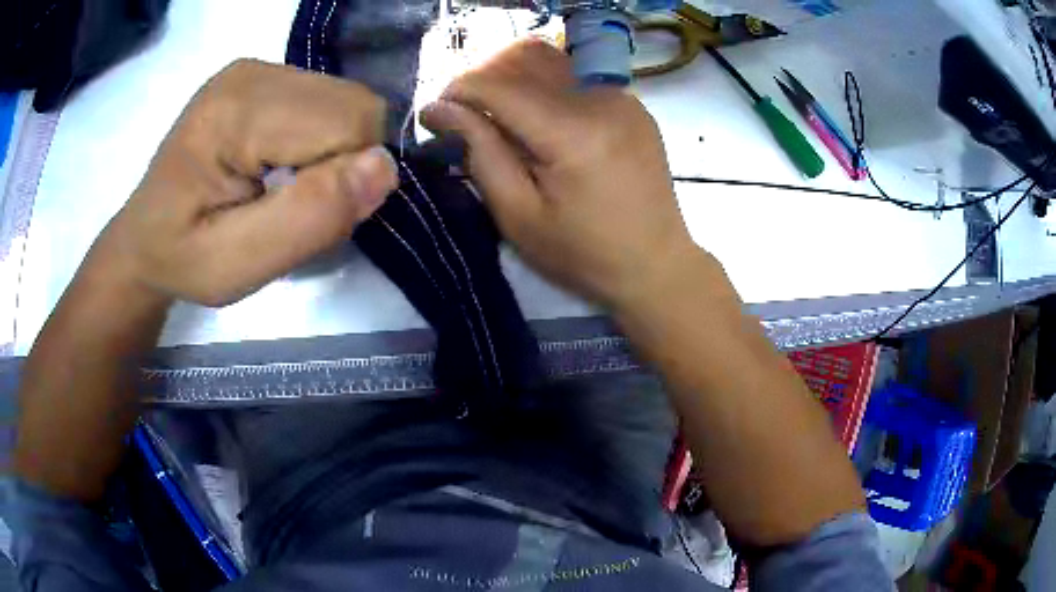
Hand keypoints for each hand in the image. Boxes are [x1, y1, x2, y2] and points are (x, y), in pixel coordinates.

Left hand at [88, 59, 397, 307]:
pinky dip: (319, 142)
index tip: (298, 216)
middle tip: (289, 204)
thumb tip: (383, 168)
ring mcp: (257, 69)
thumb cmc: (182, 259)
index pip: (349, 122)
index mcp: (238, 109)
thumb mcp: (235, 267)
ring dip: (332, 154)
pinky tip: (277, 165)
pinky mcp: (262, 77)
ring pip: (347, 103)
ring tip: (280, 187)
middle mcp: (254, 72)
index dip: (343, 179)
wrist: (145, 237)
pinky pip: (328, 103)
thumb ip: (307, 218)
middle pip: (355, 106)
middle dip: (342, 164)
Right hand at [421, 39, 697, 309]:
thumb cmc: (584, 254)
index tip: (434, 113)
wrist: (657, 264)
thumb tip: (442, 109)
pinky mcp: (631, 104)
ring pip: (549, 64)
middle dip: (482, 80)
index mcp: (573, 133)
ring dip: (513, 83)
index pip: (499, 85)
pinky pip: (575, 80)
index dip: (458, 91)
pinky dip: (545, 92)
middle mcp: (601, 99)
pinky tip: (542, 128)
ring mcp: (622, 97)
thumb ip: (481, 153)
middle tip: (465, 118)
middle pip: (524, 60)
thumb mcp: (519, 216)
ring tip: (501, 122)